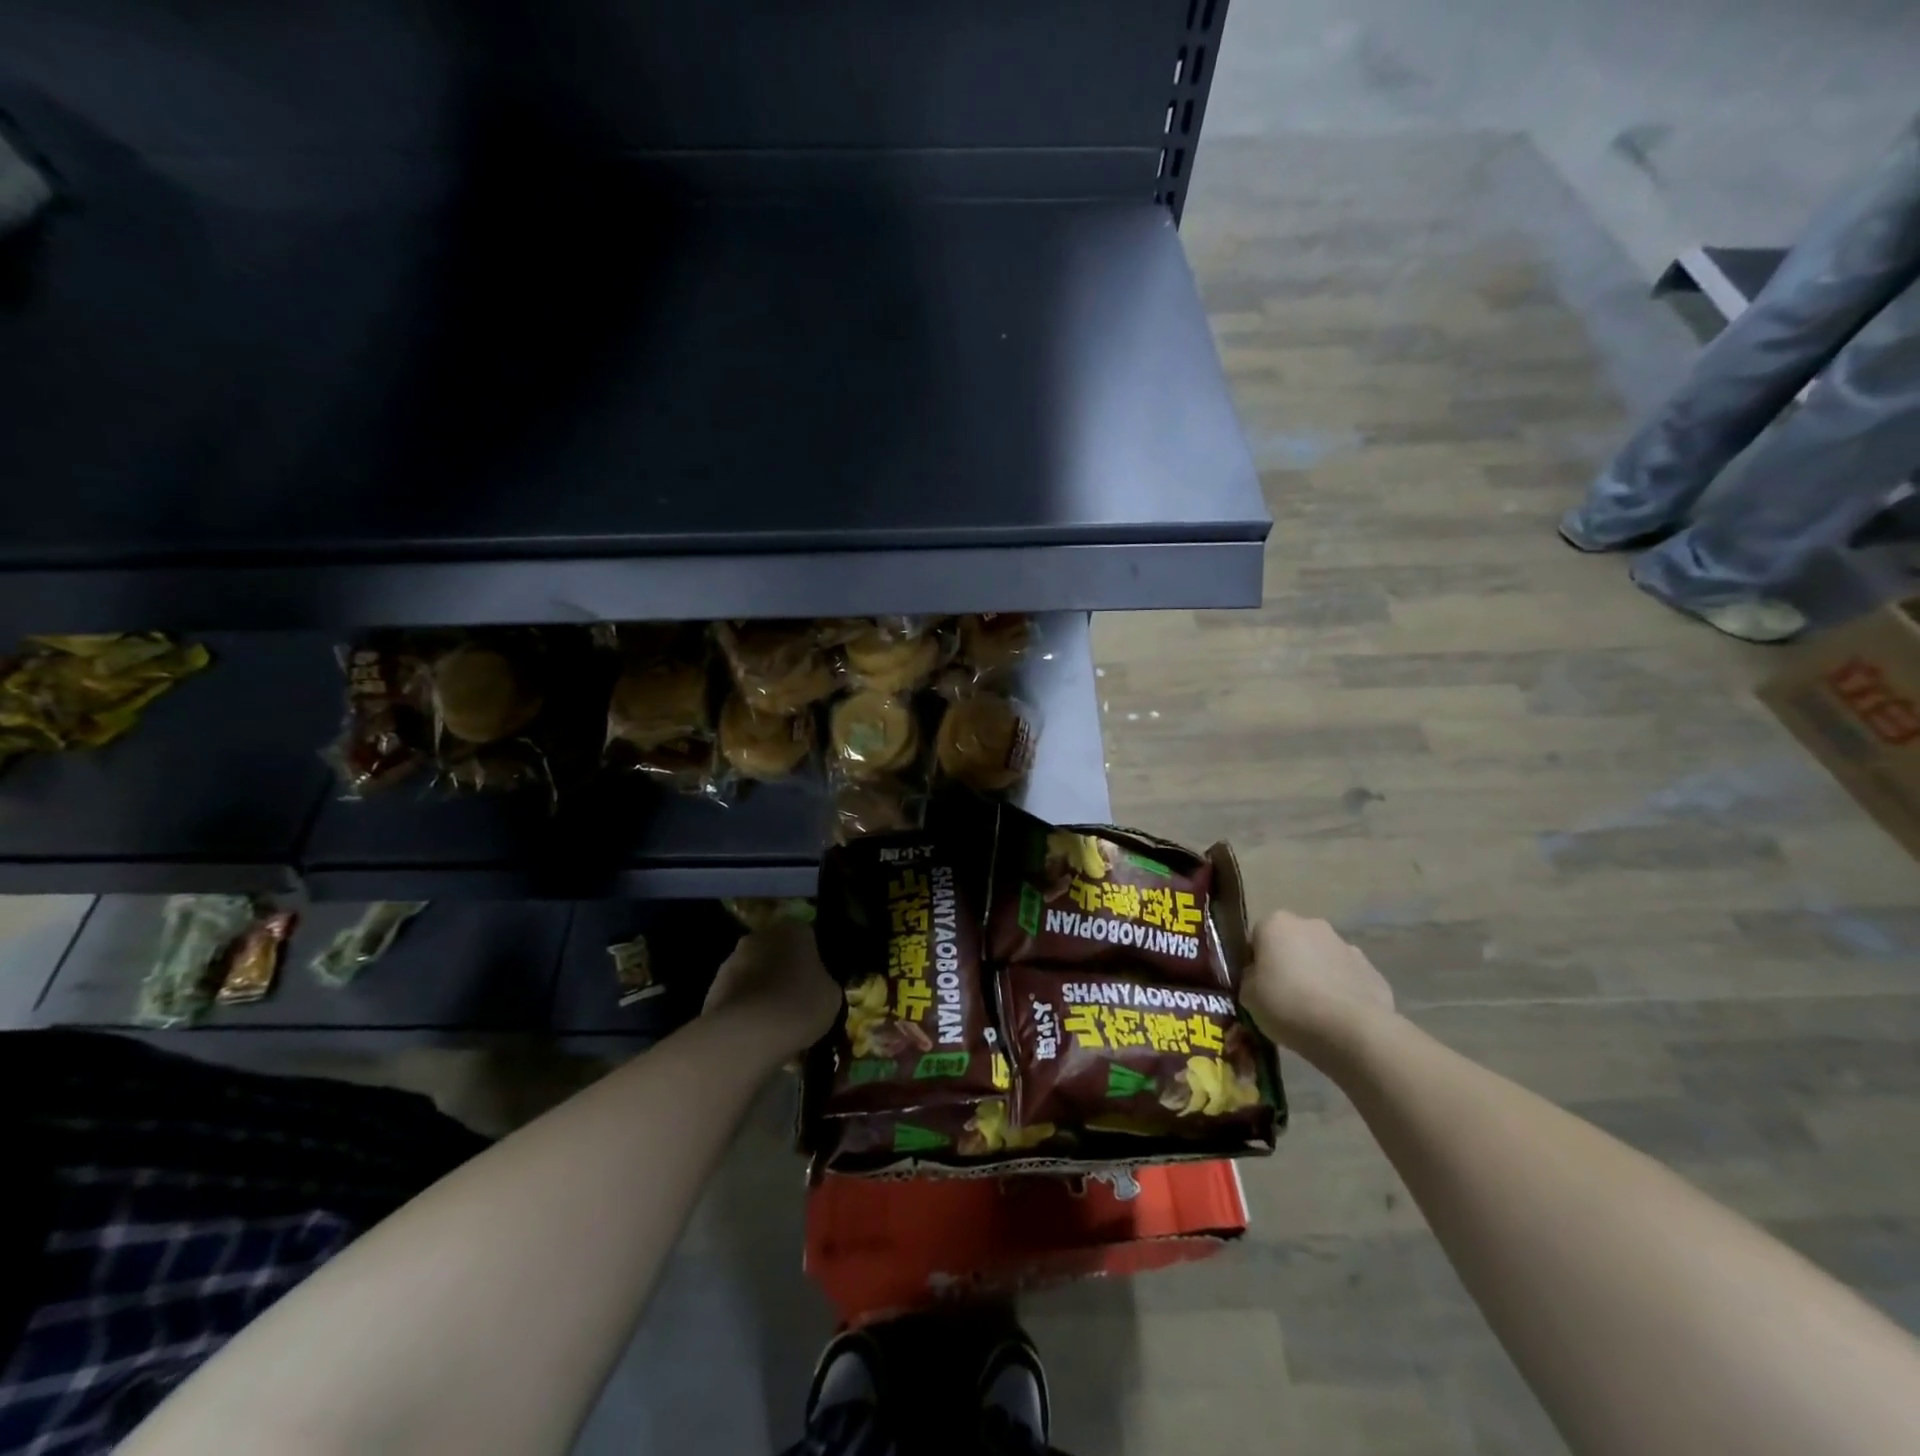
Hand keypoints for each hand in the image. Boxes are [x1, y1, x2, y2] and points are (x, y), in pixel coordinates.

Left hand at [702, 919, 841, 1057]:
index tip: (815, 981)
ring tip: (773, 1022)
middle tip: (795, 999)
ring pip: (754, 972)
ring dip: (762, 989)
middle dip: (783, 970)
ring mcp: (731, 961)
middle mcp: (760, 936)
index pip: (806, 936)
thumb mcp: (831, 996)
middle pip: (776, 951)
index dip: (812, 959)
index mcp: (793, 930)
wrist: (747, 1033)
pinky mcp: (712, 987)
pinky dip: (744, 1008)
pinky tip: (754, 1032)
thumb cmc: (799, 1005)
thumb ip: (823, 982)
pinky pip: (737, 995)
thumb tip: (815, 985)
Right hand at [1241, 911, 1394, 1050]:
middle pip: (1292, 944)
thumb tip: (1259, 978)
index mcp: (1275, 924)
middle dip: (1288, 965)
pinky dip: (1341, 992)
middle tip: (1284, 998)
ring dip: (1316, 976)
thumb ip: (1250, 979)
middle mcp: (1311, 925)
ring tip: (1313, 1012)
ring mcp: (1346, 946)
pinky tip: (1338, 1018)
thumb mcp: (1248, 996)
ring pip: (1321, 959)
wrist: (1352, 1031)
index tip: (1257, 987)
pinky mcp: (1372, 971)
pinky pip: (1347, 979)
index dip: (1255, 963)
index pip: (1257, 938)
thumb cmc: (1288, 1005)